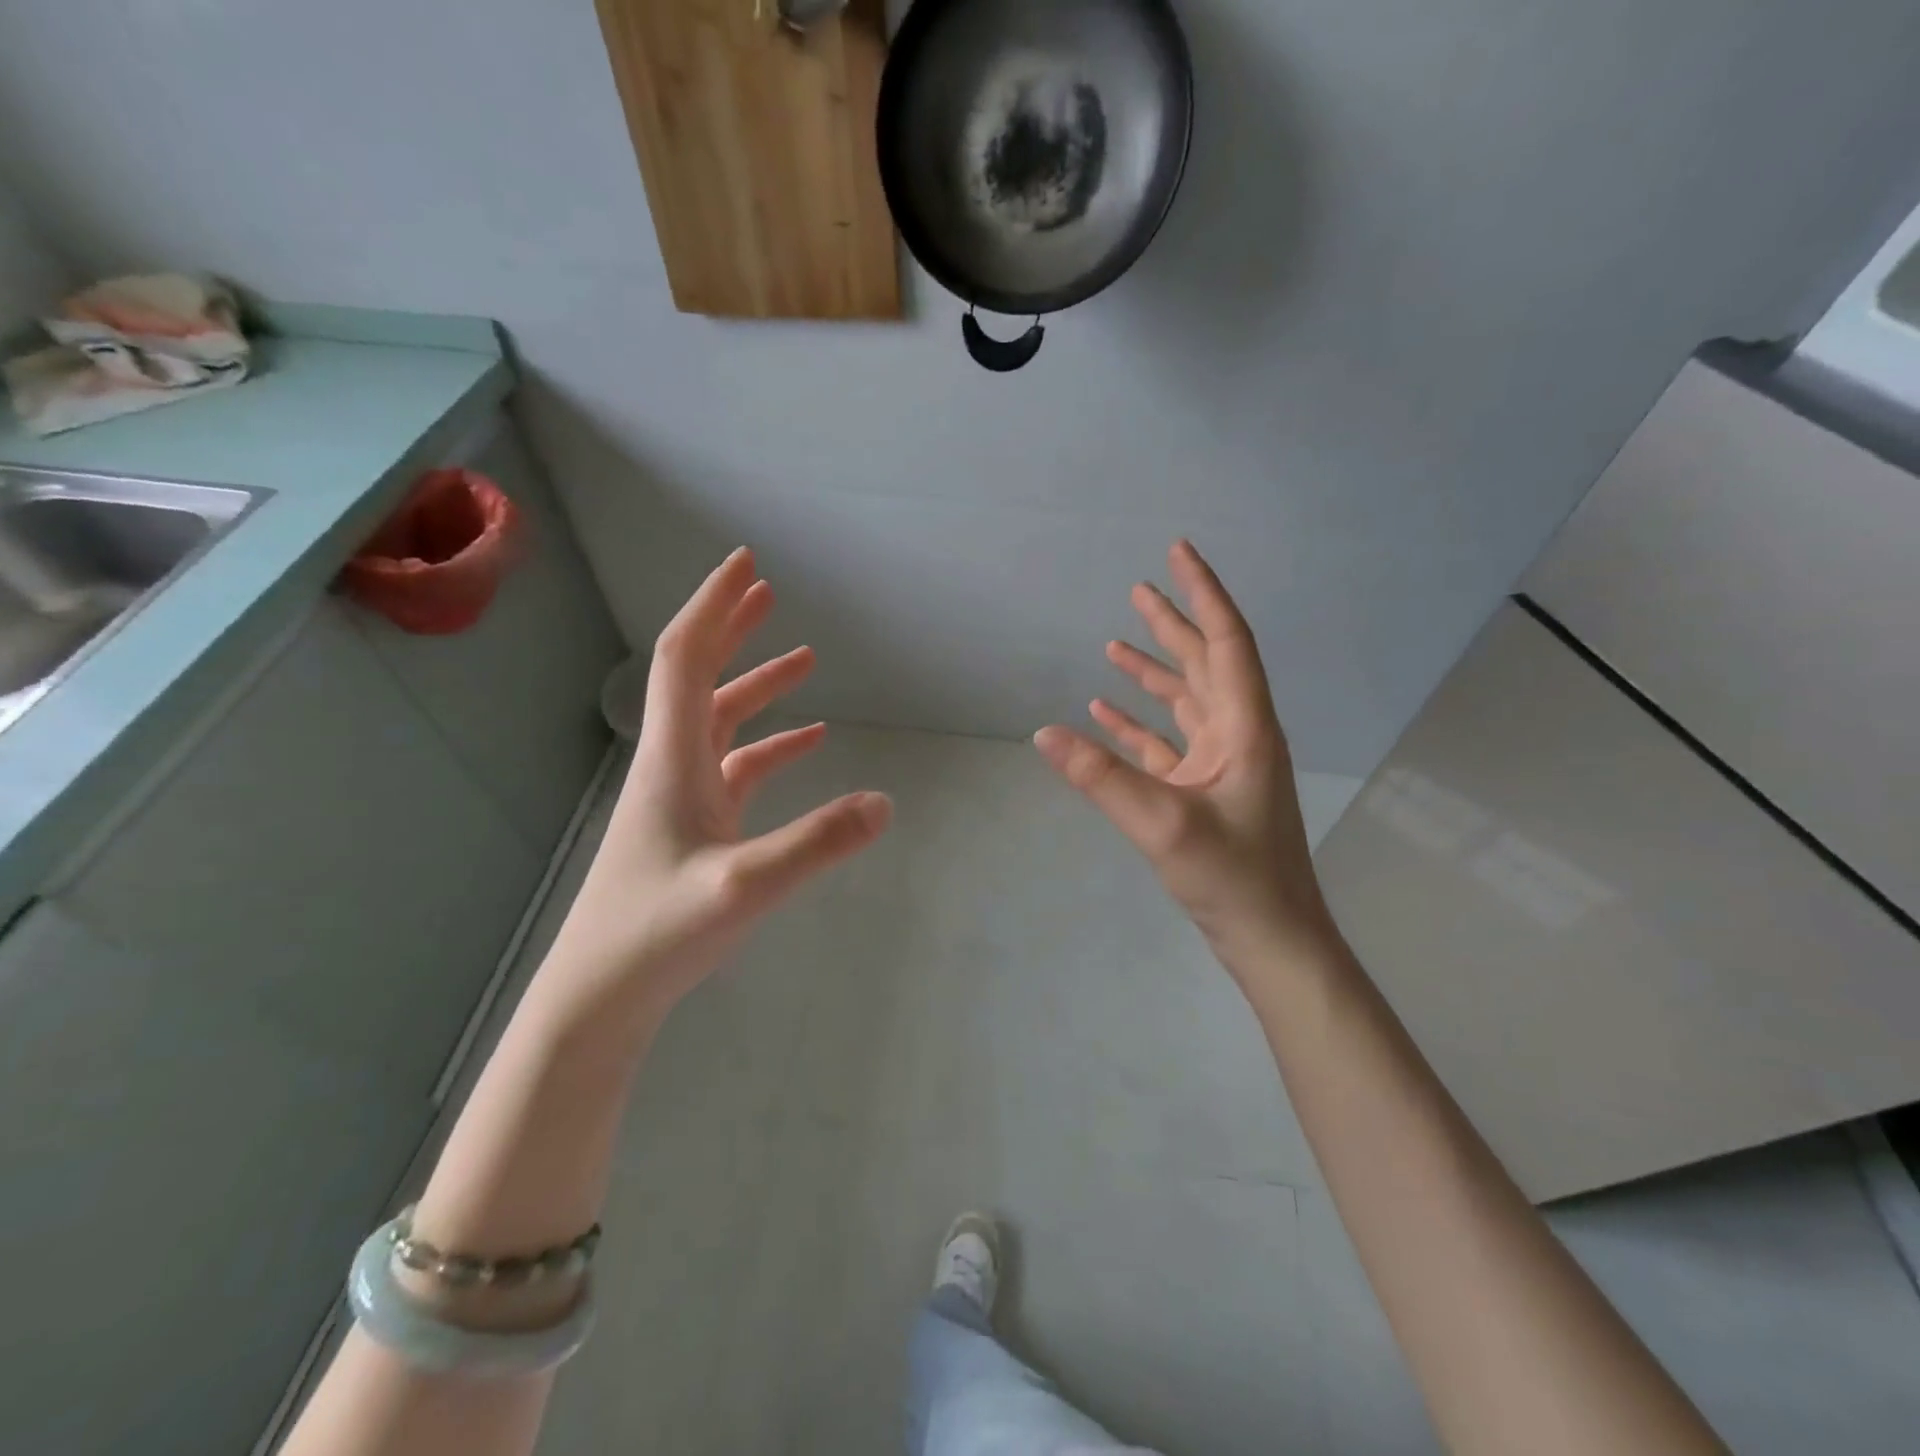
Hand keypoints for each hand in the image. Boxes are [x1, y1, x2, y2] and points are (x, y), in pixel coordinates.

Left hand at [543, 548, 890, 1032]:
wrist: (601, 995)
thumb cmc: (657, 933)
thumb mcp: (745, 886)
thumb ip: (817, 843)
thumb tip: (884, 802)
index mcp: (673, 759)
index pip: (688, 659)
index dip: (715, 606)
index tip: (747, 565)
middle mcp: (674, 765)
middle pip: (700, 676)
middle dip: (733, 628)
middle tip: (768, 590)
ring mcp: (683, 797)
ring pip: (721, 721)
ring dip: (758, 685)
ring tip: (805, 658)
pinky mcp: (695, 827)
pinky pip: (737, 768)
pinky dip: (771, 745)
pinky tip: (809, 743)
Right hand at [1034, 539, 1335, 970]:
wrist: (1272, 939)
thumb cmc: (1234, 878)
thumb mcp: (1163, 825)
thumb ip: (1101, 777)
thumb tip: (1044, 732)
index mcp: (1244, 728)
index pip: (1225, 642)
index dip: (1202, 593)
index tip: (1178, 552)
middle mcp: (1236, 735)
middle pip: (1203, 663)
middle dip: (1172, 624)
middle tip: (1138, 589)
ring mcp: (1219, 764)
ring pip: (1183, 702)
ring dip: (1151, 673)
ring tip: (1114, 647)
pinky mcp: (1202, 791)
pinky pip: (1166, 744)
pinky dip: (1137, 725)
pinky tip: (1103, 714)